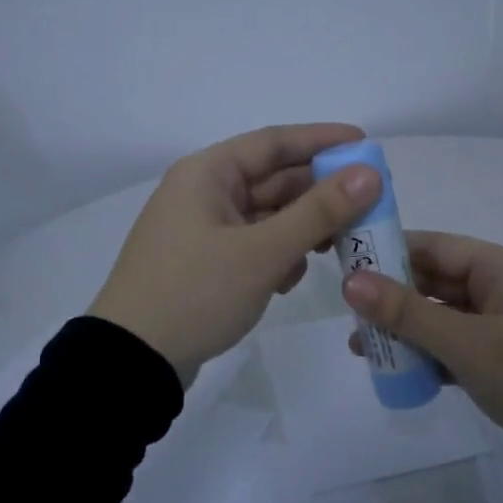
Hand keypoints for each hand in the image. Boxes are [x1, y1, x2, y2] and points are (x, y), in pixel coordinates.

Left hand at [90, 123, 382, 385]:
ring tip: (337, 248)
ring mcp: (202, 230)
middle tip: (368, 206)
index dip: (322, 140)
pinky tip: (291, 279)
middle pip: (273, 180)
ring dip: (301, 229)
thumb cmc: (195, 294)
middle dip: (319, 194)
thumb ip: (319, 212)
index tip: (365, 144)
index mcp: (208, 174)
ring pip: (267, 216)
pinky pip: (253, 245)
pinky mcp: (205, 263)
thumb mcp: (262, 252)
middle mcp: (203, 193)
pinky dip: (278, 255)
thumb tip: (369, 174)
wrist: (132, 361)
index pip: (274, 142)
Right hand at [343, 231, 502, 480]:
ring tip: (359, 349)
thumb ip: (408, 313)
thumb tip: (350, 281)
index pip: (432, 246)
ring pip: (441, 318)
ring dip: (404, 331)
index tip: (342, 263)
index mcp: (499, 269)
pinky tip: (396, 372)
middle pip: (433, 282)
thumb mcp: (469, 343)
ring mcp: (502, 328)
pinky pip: (455, 349)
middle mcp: (500, 290)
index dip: (387, 251)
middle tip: (344, 314)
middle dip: (390, 298)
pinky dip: (428, 357)